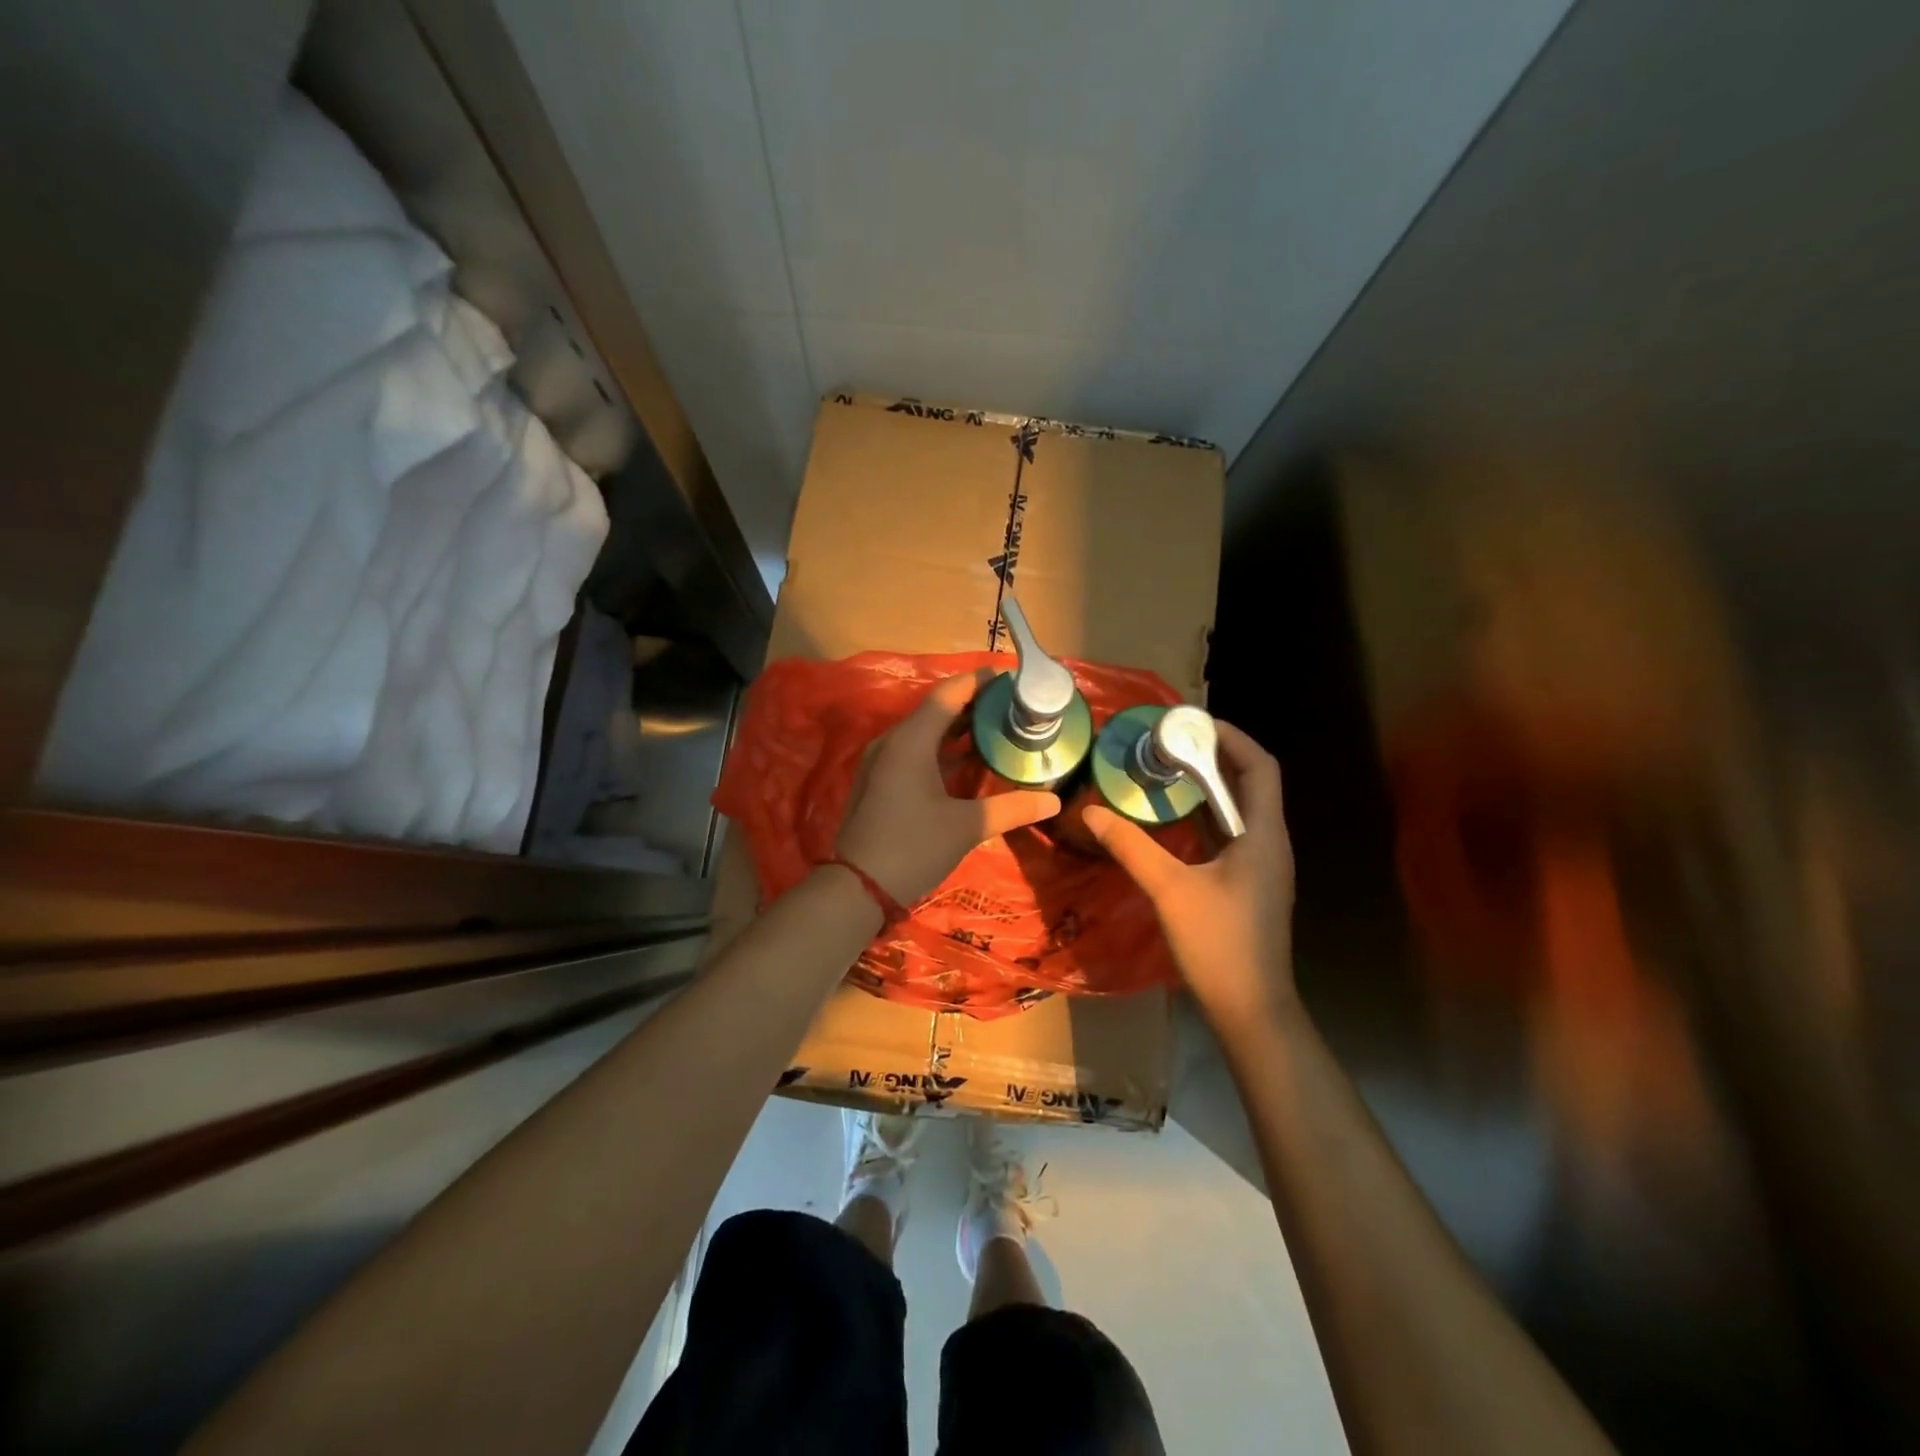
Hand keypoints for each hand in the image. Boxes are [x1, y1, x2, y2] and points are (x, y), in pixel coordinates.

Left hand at [836, 668, 1061, 903]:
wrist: (857, 888)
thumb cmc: (912, 847)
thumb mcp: (967, 827)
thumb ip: (1012, 808)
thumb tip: (1054, 801)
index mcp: (911, 741)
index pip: (949, 694)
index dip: (979, 681)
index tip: (1010, 676)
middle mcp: (893, 742)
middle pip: (936, 710)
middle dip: (974, 704)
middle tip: (1012, 705)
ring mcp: (882, 762)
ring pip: (925, 732)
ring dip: (958, 728)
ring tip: (998, 727)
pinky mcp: (880, 781)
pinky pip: (916, 751)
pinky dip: (943, 749)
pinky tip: (968, 761)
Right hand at [1082, 721, 1296, 1024]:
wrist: (1251, 1010)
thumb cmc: (1219, 945)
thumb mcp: (1170, 889)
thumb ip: (1131, 846)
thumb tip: (1092, 811)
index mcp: (1263, 835)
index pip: (1260, 767)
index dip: (1232, 738)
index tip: (1192, 724)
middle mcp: (1270, 843)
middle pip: (1250, 784)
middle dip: (1214, 758)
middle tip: (1169, 744)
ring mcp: (1262, 867)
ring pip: (1240, 811)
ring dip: (1208, 788)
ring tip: (1166, 771)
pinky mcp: (1250, 885)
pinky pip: (1230, 836)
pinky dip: (1205, 818)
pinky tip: (1172, 820)